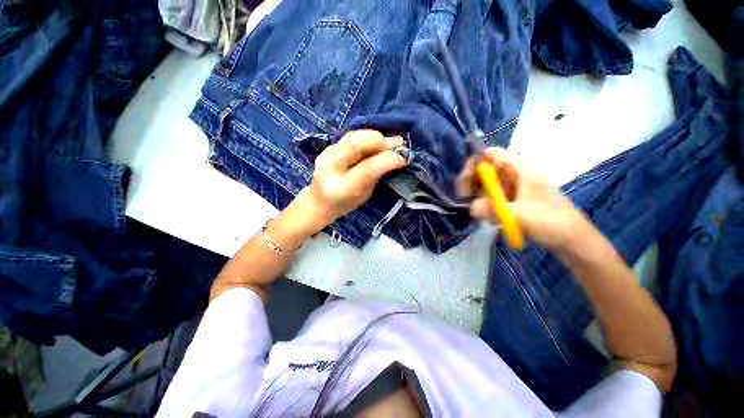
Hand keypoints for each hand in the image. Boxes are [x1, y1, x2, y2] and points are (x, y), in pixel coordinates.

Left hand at [293, 130, 406, 234]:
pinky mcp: (329, 147)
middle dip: (380, 142)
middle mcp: (329, 167)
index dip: (387, 160)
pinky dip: (368, 137)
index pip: (366, 169)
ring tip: (391, 142)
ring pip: (353, 136)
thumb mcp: (364, 196)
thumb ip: (376, 176)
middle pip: (355, 144)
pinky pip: (352, 137)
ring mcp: (326, 154)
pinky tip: (378, 141)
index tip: (402, 158)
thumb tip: (395, 157)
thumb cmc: (344, 204)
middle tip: (397, 145)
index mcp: (341, 188)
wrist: (319, 201)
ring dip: (375, 137)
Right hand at [458, 147, 586, 248]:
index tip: (464, 179)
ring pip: (487, 183)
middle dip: (472, 181)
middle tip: (464, 197)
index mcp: (521, 170)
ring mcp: (513, 187)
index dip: (475, 162)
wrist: (570, 238)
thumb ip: (494, 210)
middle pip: (486, 169)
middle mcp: (515, 174)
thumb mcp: (520, 215)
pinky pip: (492, 196)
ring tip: (476, 210)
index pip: (492, 155)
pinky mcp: (512, 198)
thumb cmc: (550, 222)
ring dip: (478, 195)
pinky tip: (485, 214)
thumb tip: (471, 207)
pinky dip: (485, 203)